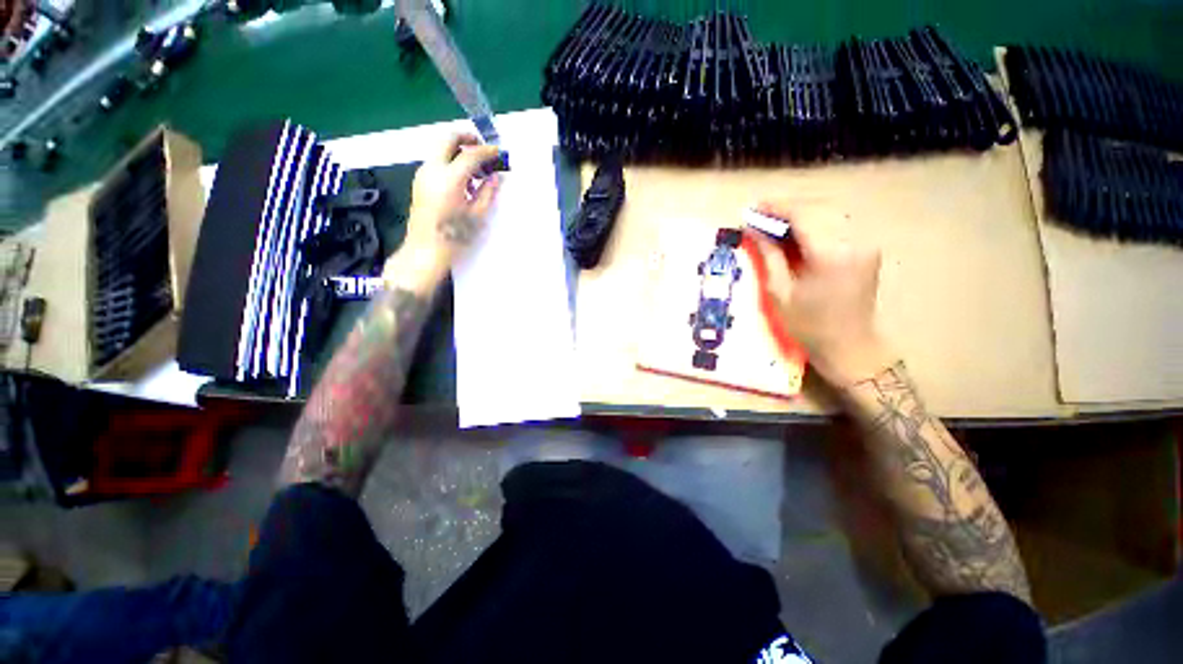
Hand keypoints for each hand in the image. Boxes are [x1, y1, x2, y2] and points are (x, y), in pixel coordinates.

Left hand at [395, 133, 501, 276]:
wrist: (425, 251)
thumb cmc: (455, 237)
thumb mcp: (477, 216)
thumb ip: (487, 192)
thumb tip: (495, 177)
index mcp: (449, 178)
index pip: (470, 154)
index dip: (487, 151)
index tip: (499, 153)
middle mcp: (432, 170)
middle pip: (447, 139)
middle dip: (466, 138)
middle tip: (483, 147)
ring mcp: (423, 174)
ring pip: (440, 149)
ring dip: (458, 151)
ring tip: (477, 168)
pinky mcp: (420, 182)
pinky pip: (436, 162)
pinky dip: (451, 162)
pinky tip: (464, 180)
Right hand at [746, 202, 894, 386]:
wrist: (850, 345)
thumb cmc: (808, 325)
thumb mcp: (780, 292)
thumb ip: (769, 255)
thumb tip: (754, 230)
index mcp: (831, 254)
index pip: (803, 215)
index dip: (776, 208)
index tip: (753, 208)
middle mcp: (855, 240)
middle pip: (819, 207)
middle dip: (787, 208)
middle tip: (759, 215)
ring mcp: (866, 241)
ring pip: (830, 211)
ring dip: (801, 212)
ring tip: (775, 222)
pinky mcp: (868, 246)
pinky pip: (839, 222)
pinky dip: (816, 220)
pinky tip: (798, 231)